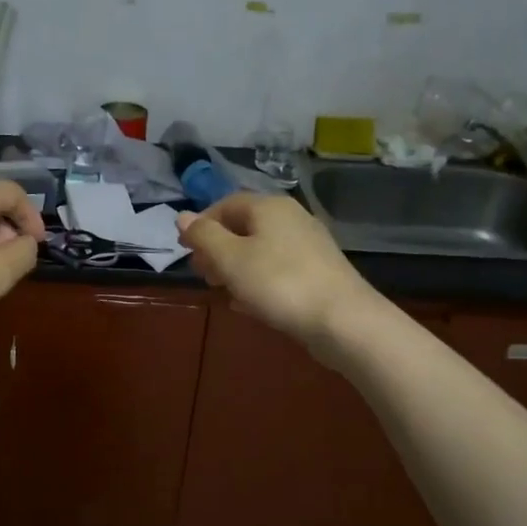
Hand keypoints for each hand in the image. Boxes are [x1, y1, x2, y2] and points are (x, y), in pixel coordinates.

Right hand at [177, 193, 379, 350]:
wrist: (344, 321)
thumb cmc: (279, 283)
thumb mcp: (230, 259)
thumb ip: (204, 236)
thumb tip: (182, 217)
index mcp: (269, 207)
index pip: (225, 204)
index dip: (201, 224)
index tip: (185, 250)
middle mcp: (291, 218)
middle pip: (244, 227)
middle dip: (218, 248)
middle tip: (202, 274)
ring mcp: (309, 246)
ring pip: (261, 250)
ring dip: (236, 267)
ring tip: (221, 291)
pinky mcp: (319, 272)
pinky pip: (278, 269)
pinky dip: (258, 281)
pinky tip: (249, 304)